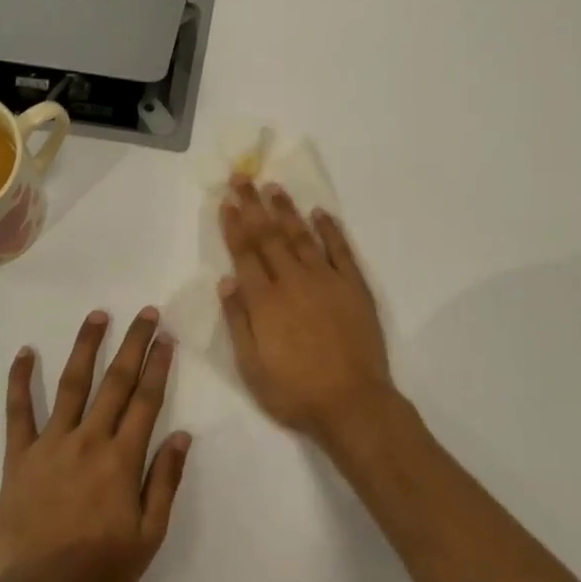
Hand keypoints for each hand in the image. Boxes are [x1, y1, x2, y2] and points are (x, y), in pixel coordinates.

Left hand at [0, 309, 190, 581]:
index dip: (158, 366)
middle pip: (115, 382)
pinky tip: (24, 352)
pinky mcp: (19, 458)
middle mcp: (88, 441)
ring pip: (71, 385)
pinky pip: (18, 412)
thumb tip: (183, 436)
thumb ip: (165, 482)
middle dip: (133, 344)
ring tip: (97, 315)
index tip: (166, 338)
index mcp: (121, 460)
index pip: (145, 400)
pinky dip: (20, 380)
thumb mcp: (149, 536)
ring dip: (86, 347)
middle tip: (145, 313)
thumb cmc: (99, 572)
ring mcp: (50, 445)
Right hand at [217, 177, 393, 442]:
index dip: (235, 225)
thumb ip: (238, 320)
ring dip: (286, 210)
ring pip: (302, 236)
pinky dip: (330, 229)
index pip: (245, 253)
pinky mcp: (354, 287)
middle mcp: (293, 281)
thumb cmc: (295, 392)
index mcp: (265, 301)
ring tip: (274, 186)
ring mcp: (326, 280)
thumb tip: (226, 280)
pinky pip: (340, 250)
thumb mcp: (251, 367)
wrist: (353, 404)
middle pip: (269, 236)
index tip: (227, 201)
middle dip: (254, 205)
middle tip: (242, 177)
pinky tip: (320, 213)